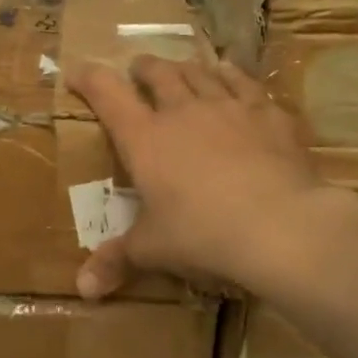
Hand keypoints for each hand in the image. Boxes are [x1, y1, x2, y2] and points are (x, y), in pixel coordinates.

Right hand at [67, 56, 355, 298]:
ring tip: (182, 68)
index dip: (90, 79)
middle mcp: (183, 111)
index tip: (78, 71)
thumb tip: (84, 290)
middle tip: (138, 68)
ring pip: (201, 73)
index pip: (108, 95)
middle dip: (144, 68)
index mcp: (145, 139)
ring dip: (185, 67)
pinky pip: (244, 82)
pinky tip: (231, 75)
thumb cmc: (202, 235)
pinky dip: (231, 75)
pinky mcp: (268, 113)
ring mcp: (228, 107)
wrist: (280, 225)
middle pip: (159, 74)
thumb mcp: (153, 249)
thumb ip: (117, 261)